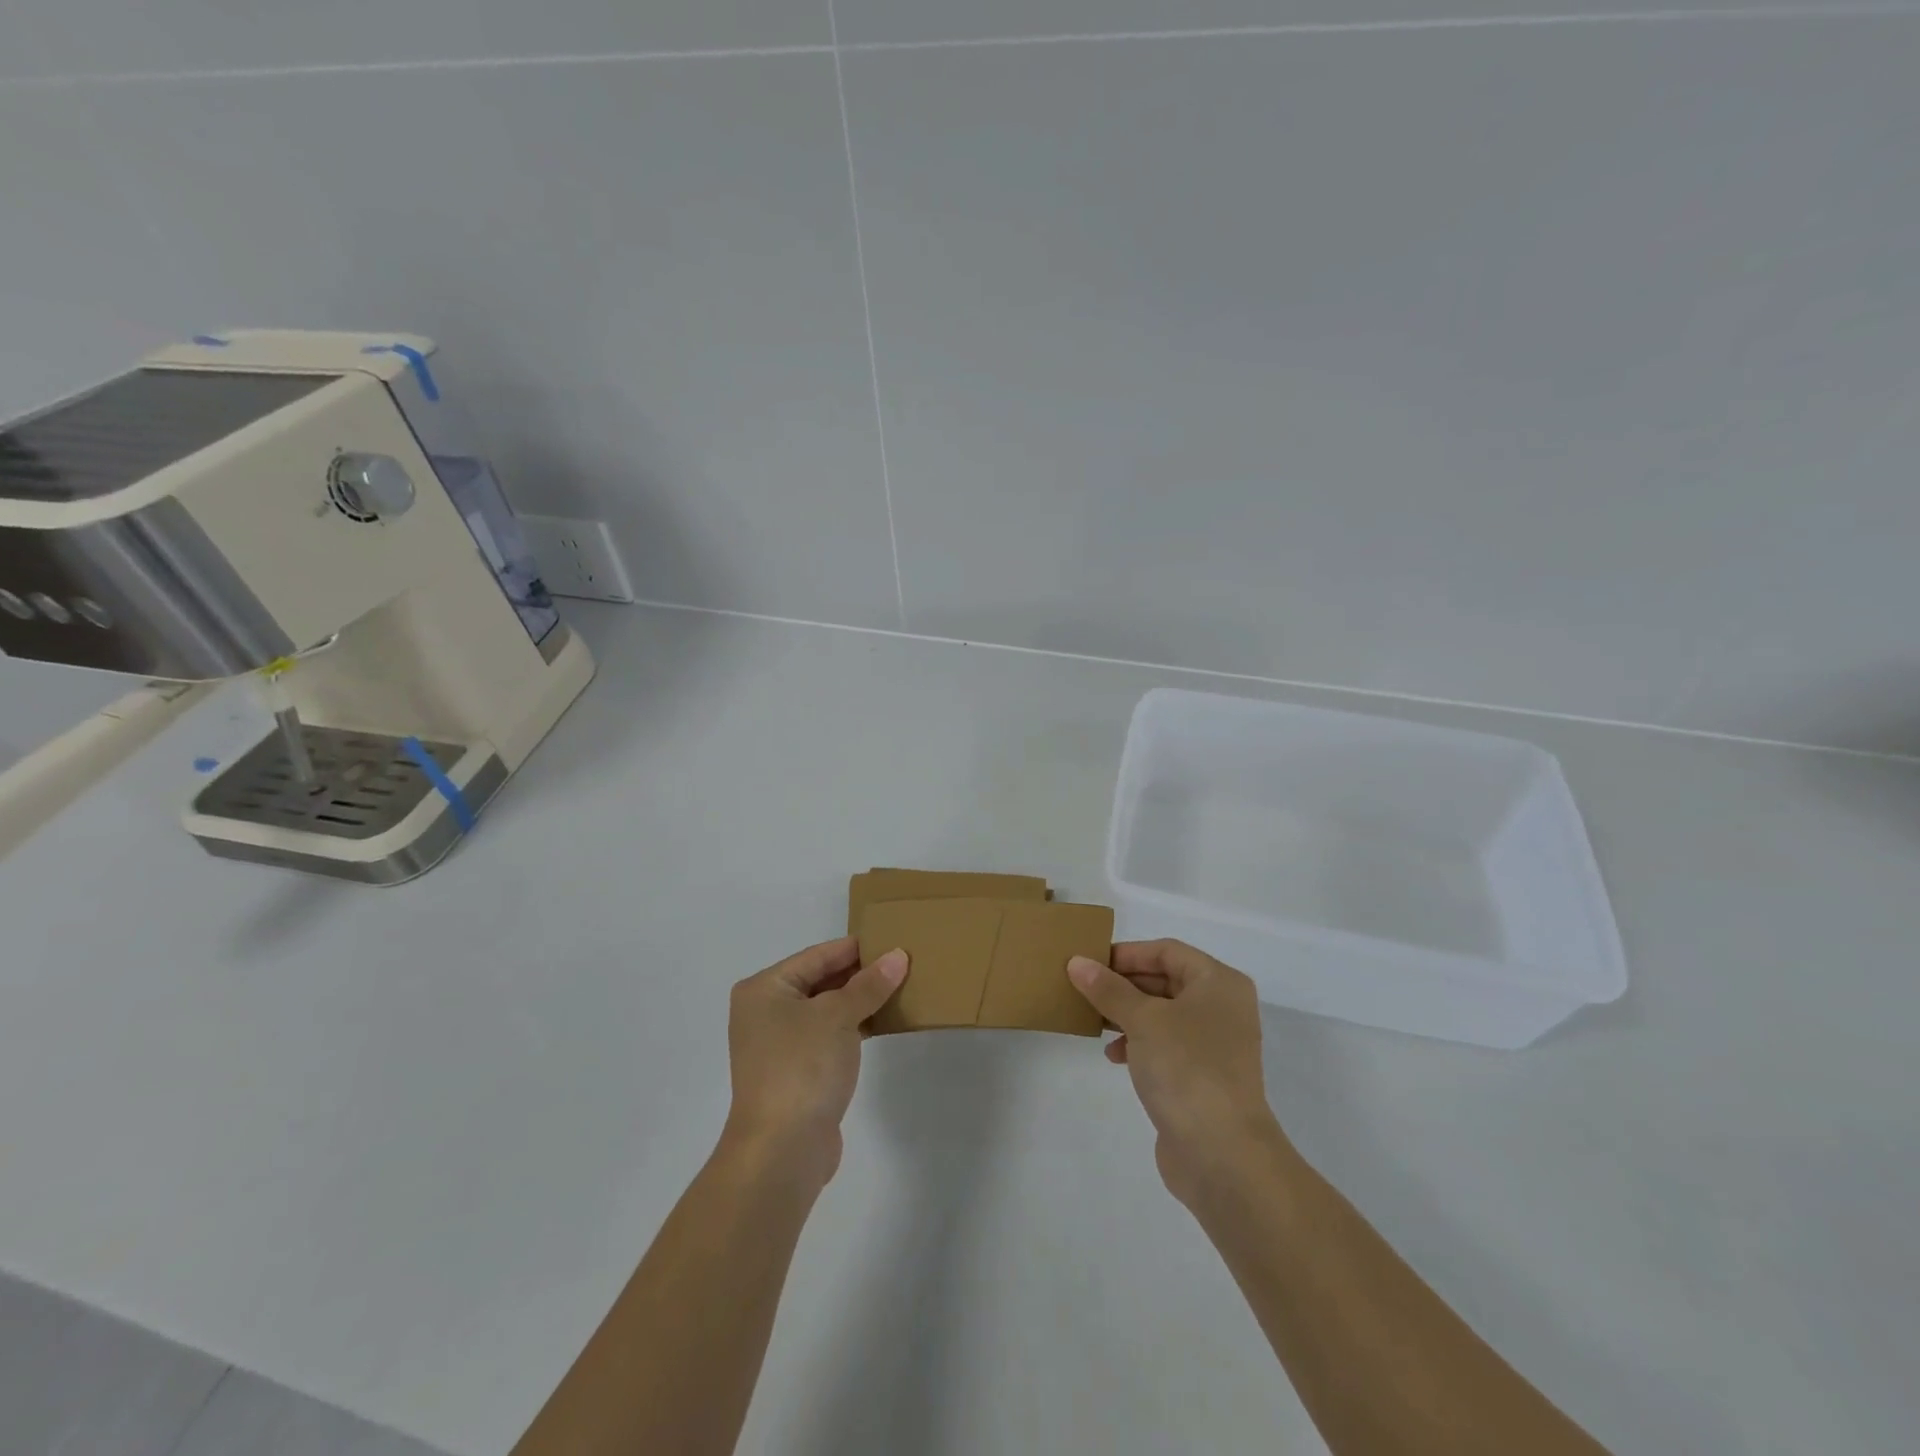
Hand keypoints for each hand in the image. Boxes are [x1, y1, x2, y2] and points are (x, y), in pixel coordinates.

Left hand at [724, 937, 907, 1190]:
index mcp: (764, 988)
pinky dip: (853, 1026)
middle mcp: (765, 1011)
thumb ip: (869, 984)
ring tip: (900, 988)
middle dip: (859, 974)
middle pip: (820, 980)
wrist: (781, 1151)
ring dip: (859, 1001)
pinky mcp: (796, 1071)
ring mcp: (779, 1044)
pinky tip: (883, 1022)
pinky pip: (828, 1035)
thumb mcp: (838, 1016)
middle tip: (902, 963)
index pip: (817, 955)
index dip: (856, 948)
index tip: (892, 939)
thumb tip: (898, 956)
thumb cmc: (802, 1067)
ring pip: (826, 1009)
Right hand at [1069, 940, 1287, 1207]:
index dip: (1127, 954)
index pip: (1166, 951)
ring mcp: (1215, 1045)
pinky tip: (1113, 1055)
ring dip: (1127, 1014)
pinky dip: (1139, 1042)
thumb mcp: (1142, 1020)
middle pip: (1165, 980)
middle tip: (1084, 989)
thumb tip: (1077, 962)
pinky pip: (1166, 1045)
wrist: (1223, 1155)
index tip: (1089, 963)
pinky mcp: (1203, 1077)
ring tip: (1093, 1021)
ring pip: (1163, 1014)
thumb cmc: (1186, 1068)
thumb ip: (1108, 989)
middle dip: (1123, 985)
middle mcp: (1222, 1008)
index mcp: (1218, 983)